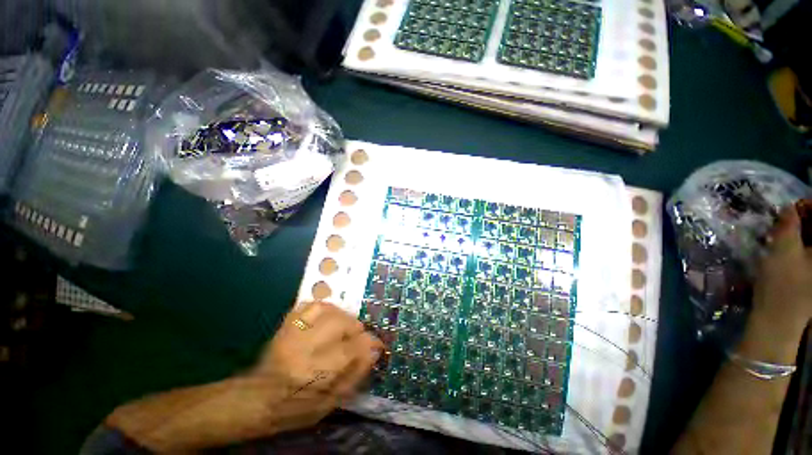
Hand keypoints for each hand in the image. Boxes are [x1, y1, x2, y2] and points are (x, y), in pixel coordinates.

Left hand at [105, 301, 381, 451]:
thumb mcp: (329, 404)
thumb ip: (355, 375)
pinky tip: (328, 317)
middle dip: (355, 327)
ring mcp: (291, 332)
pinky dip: (324, 307)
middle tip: (357, 337)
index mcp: (314, 373)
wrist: (256, 399)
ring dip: (342, 316)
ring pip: (327, 309)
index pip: (352, 348)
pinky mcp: (285, 324)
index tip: (376, 344)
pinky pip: (310, 303)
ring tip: (343, 327)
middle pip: (341, 322)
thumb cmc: (295, 407)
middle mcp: (302, 347)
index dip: (369, 343)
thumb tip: (374, 351)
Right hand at [748, 201, 811, 355]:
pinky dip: (801, 244)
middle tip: (789, 216)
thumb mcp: (782, 251)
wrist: (778, 321)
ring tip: (786, 231)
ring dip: (802, 232)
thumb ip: (788, 225)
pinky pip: (809, 253)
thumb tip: (790, 207)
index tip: (795, 205)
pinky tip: (789, 246)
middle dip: (807, 219)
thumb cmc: (782, 286)